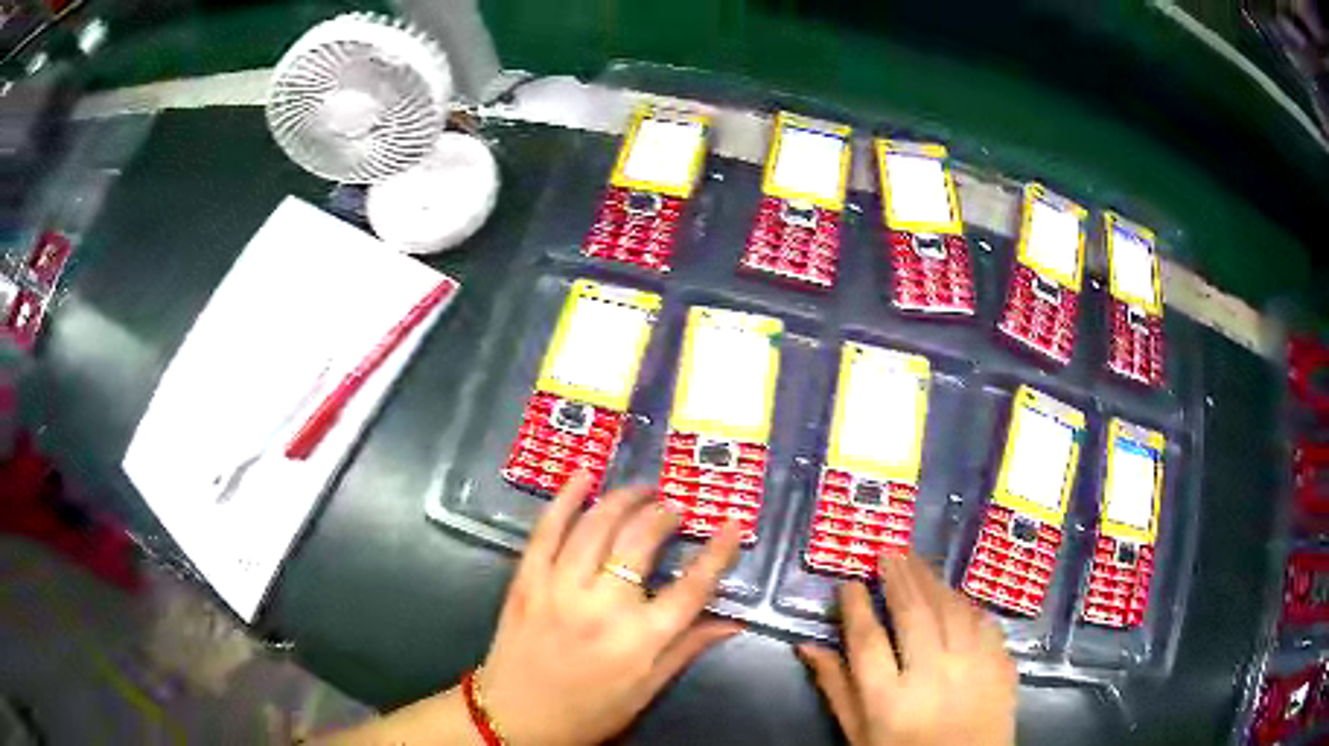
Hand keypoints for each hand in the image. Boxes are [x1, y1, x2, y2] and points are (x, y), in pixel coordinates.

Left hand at [478, 472, 743, 745]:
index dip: (718, 552)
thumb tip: (733, 621)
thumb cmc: (588, 712)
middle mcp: (603, 608)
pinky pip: (546, 531)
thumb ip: (688, 649)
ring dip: (622, 500)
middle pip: (641, 543)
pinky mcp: (526, 582)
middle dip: (664, 515)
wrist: (514, 719)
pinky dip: (565, 500)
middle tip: (674, 508)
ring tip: (641, 489)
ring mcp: (559, 589)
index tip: (732, 524)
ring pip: (596, 528)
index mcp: (640, 640)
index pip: (692, 587)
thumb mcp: (646, 690)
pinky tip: (583, 477)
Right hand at [797, 554, 1017, 745]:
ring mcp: (973, 669)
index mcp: (888, 701)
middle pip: (913, 615)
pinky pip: (984, 621)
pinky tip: (954, 594)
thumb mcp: (858, 733)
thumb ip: (835, 688)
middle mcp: (932, 677)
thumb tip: (806, 645)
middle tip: (887, 552)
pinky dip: (966, 603)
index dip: (855, 606)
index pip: (866, 641)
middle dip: (899, 577)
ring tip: (916, 561)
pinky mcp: (1001, 665)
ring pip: (952, 610)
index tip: (849, 583)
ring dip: (932, 581)